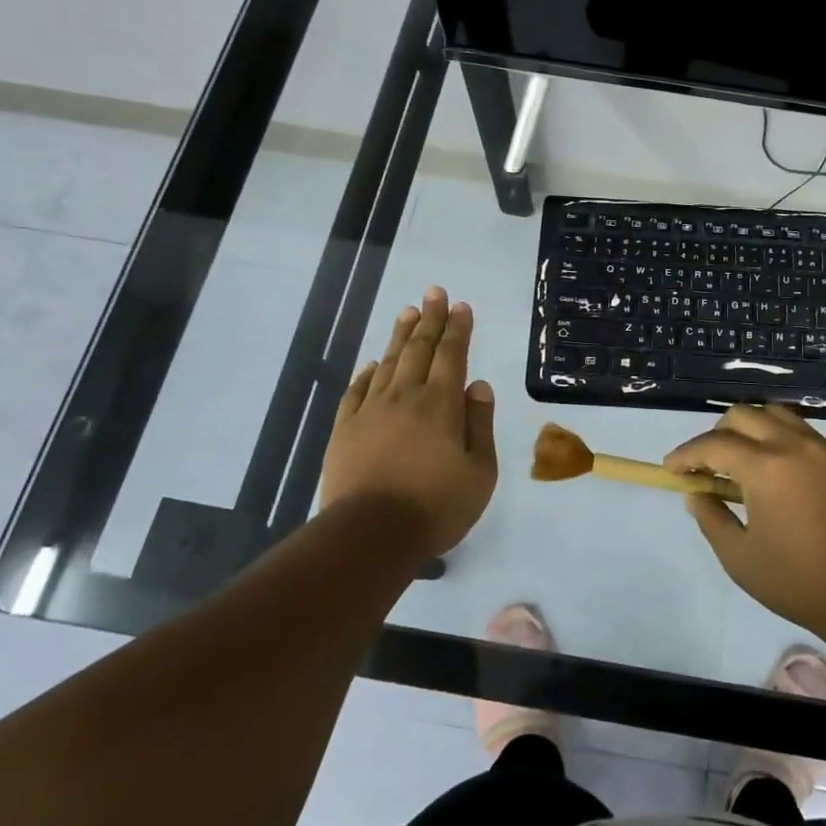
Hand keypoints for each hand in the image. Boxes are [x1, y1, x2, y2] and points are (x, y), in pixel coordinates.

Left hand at [322, 286, 498, 559]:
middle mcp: (406, 396)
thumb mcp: (480, 471)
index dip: (458, 328)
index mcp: (441, 403)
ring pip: (388, 362)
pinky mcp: (345, 429)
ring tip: (408, 312)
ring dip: (400, 335)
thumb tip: (478, 385)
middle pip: (419, 348)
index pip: (452, 354)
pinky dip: (368, 372)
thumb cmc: (436, 505)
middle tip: (434, 291)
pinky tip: (373, 364)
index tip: (460, 305)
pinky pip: (358, 390)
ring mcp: (371, 410)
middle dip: (430, 318)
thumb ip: (480, 424)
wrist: (370, 534)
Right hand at [666, 403, 825, 636]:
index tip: (671, 468)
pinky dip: (775, 434)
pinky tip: (771, 466)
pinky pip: (797, 428)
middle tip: (706, 466)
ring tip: (740, 460)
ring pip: (772, 413)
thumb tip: (696, 494)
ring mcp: (819, 447)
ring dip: (748, 428)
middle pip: (741, 416)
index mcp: (765, 467)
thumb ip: (711, 518)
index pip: (713, 444)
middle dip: (715, 435)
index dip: (687, 454)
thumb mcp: (739, 557)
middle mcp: (792, 444)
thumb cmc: (797, 580)